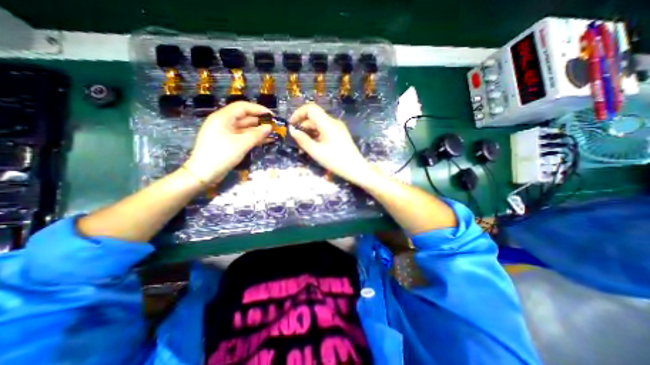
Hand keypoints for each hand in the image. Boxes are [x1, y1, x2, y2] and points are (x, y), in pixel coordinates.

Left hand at [183, 101, 271, 183]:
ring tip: (273, 134)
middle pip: (245, 117)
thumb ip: (257, 134)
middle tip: (275, 126)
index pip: (243, 107)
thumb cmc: (221, 155)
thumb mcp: (242, 144)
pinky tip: (266, 141)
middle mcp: (224, 123)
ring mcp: (226, 133)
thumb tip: (270, 127)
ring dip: (259, 131)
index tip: (272, 115)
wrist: (203, 174)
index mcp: (223, 117)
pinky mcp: (228, 143)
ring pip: (245, 128)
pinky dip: (254, 138)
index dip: (258, 109)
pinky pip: (243, 137)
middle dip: (260, 121)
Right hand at [290, 103, 375, 184]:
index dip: (298, 113)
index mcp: (328, 123)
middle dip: (303, 126)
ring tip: (304, 146)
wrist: (356, 169)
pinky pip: (325, 130)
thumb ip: (303, 140)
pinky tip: (314, 146)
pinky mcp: (340, 134)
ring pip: (319, 125)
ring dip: (310, 132)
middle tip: (297, 140)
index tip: (291, 125)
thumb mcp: (316, 152)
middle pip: (315, 117)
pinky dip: (317, 135)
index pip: (311, 108)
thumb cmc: (336, 161)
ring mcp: (338, 128)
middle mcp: (334, 122)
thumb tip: (292, 130)